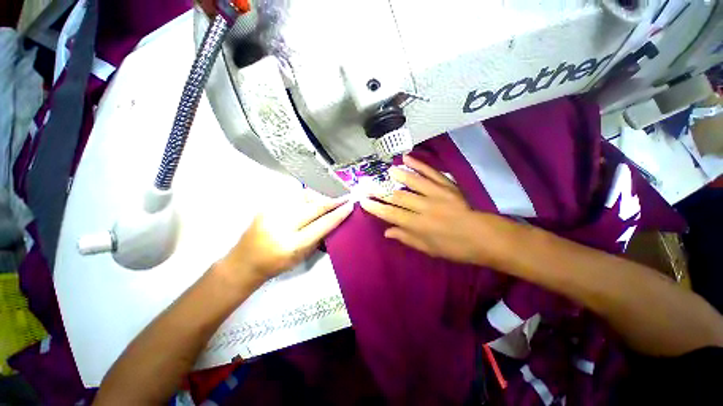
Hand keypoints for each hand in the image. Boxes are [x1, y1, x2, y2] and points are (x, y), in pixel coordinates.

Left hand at [221, 191, 353, 282]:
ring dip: (320, 197)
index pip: (322, 224)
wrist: (244, 262)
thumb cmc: (276, 265)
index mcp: (292, 244)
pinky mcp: (266, 206)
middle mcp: (281, 226)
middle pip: (314, 207)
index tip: (349, 206)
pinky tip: (313, 199)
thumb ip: (319, 237)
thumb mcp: (302, 257)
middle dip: (332, 201)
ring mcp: (272, 213)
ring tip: (329, 199)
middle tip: (344, 197)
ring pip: (304, 197)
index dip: (338, 214)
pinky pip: (293, 197)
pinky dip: (306, 197)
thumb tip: (333, 219)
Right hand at [360, 155, 508, 265]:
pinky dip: (419, 165)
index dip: (376, 207)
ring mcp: (437, 194)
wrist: (484, 236)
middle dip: (380, 191)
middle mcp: (425, 208)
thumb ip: (407, 238)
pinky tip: (407, 158)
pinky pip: (431, 173)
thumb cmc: (455, 248)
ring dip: (398, 175)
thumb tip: (387, 231)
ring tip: (387, 171)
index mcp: (419, 226)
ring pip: (413, 182)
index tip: (363, 201)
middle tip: (368, 184)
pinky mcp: (447, 186)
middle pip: (398, 197)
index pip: (391, 214)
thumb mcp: (429, 249)